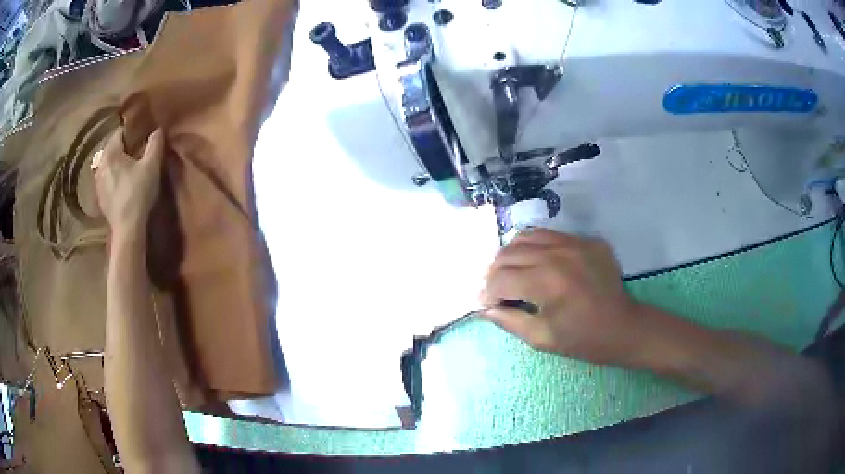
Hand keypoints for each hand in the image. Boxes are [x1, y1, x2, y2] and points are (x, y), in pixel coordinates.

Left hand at [93, 128, 164, 237]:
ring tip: (129, 167)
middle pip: (112, 148)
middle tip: (137, 150)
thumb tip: (158, 129)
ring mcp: (98, 183)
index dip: (132, 131)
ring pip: (108, 165)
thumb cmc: (138, 193)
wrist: (127, 228)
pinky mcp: (100, 198)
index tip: (142, 133)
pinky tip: (122, 184)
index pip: (120, 132)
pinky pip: (107, 180)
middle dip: (123, 147)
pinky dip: (114, 178)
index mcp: (110, 152)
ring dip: (117, 164)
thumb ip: (155, 144)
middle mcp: (100, 164)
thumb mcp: (152, 165)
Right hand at [479, 229, 642, 365]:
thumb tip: (485, 308)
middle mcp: (557, 254)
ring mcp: (574, 242)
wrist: (624, 327)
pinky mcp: (586, 240)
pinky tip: (536, 262)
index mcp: (546, 283)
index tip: (486, 304)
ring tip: (512, 272)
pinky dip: (535, 247)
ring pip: (526, 236)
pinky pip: (550, 235)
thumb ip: (509, 321)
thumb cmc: (583, 340)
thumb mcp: (541, 338)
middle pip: (509, 253)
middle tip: (496, 290)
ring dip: (512, 255)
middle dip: (494, 273)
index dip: (487, 293)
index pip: (500, 279)